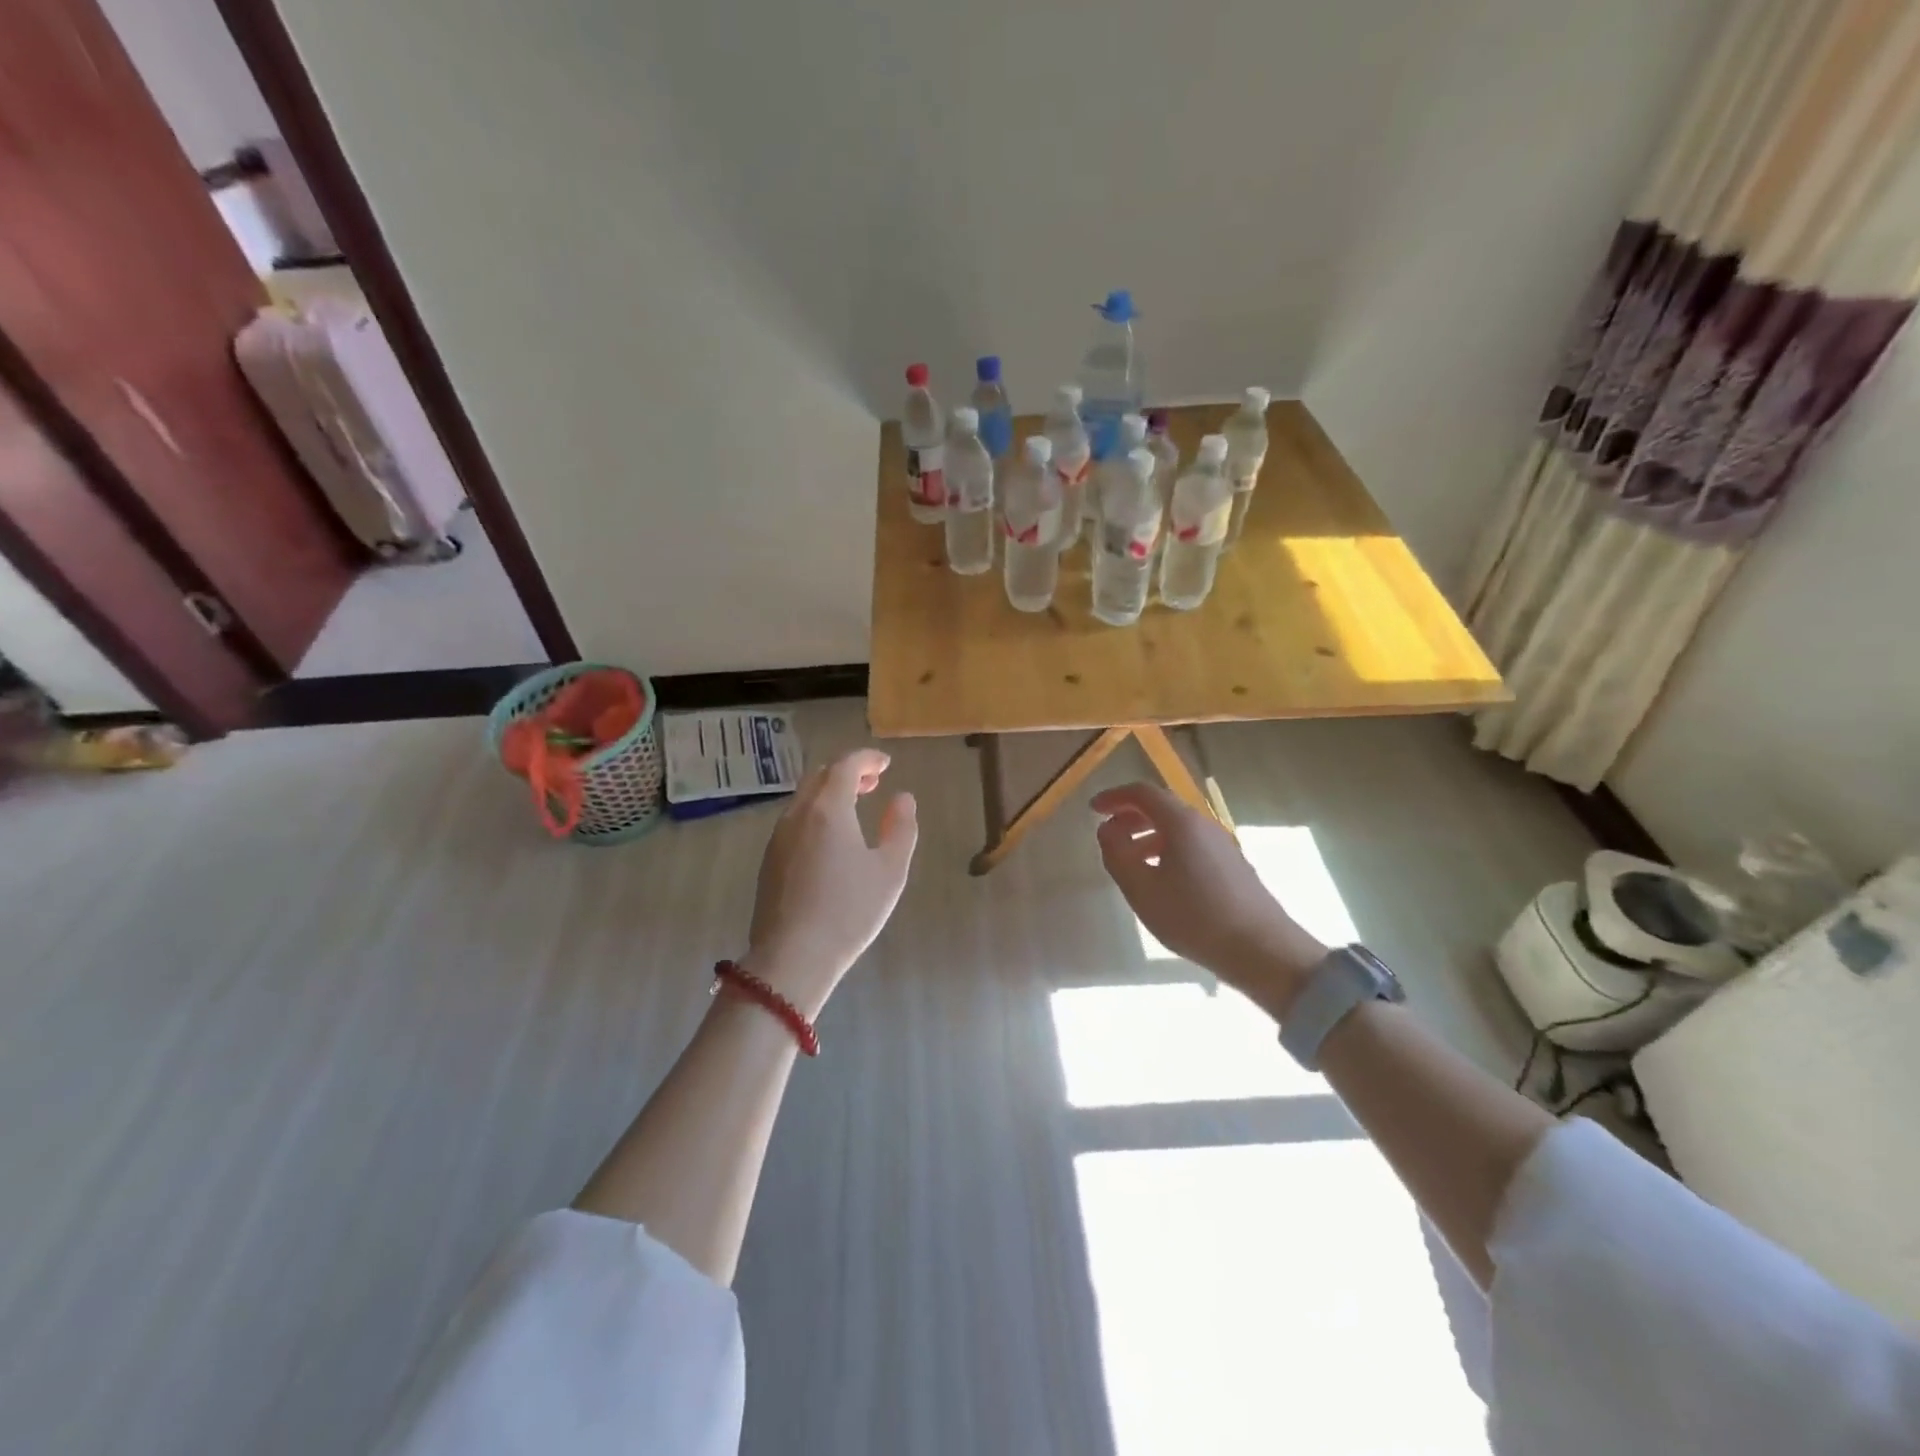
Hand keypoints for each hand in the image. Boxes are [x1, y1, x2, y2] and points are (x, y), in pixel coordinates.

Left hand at [743, 748, 917, 1017]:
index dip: (867, 759)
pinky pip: (794, 821)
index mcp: (827, 809)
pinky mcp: (769, 860)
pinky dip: (815, 813)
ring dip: (829, 792)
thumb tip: (902, 798)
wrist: (792, 957)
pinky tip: (830, 839)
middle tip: (872, 782)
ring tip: (854, 808)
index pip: (845, 765)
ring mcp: (778, 837)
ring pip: (803, 798)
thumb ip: (901, 828)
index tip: (886, 763)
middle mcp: (797, 815)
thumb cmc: (849, 911)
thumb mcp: (890, 871)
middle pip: (820, 776)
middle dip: (847, 771)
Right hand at [1091, 782, 1326, 1014]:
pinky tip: (1162, 880)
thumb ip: (1117, 854)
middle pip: (1162, 807)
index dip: (1114, 797)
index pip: (1142, 793)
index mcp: (1181, 823)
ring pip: (1178, 828)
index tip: (1093, 809)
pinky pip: (1192, 845)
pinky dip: (1167, 849)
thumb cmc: (1194, 917)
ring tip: (1130, 862)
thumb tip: (1107, 830)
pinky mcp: (1232, 865)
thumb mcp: (1141, 889)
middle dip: (1130, 816)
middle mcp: (1204, 825)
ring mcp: (1222, 845)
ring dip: (1148, 835)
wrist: (1262, 950)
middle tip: (1108, 836)